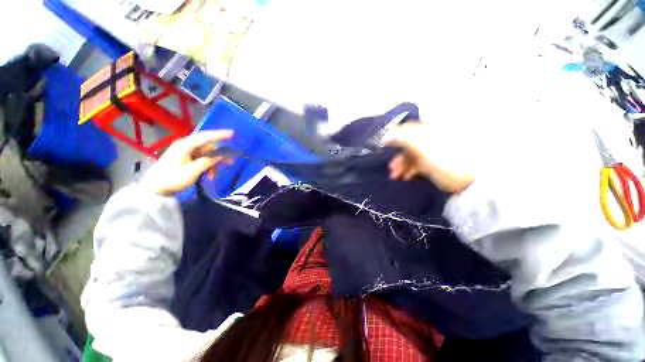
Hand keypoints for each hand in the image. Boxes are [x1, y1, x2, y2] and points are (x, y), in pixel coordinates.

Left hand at [140, 130, 233, 195]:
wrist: (155, 189)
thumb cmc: (173, 178)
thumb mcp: (193, 171)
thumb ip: (209, 161)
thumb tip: (223, 154)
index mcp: (185, 145)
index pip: (205, 137)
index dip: (219, 135)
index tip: (232, 134)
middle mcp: (186, 145)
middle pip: (208, 147)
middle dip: (218, 156)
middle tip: (230, 163)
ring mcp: (186, 152)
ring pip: (207, 154)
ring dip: (212, 164)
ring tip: (212, 176)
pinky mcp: (186, 158)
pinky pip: (202, 159)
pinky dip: (207, 166)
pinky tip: (208, 175)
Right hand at [383, 122, 473, 193]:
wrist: (470, 180)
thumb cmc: (445, 158)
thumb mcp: (421, 144)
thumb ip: (402, 137)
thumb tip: (385, 135)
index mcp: (430, 129)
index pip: (407, 129)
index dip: (394, 136)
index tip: (384, 146)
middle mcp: (431, 139)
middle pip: (409, 144)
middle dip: (398, 155)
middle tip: (390, 166)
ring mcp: (433, 152)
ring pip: (412, 156)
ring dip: (401, 165)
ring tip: (394, 176)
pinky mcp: (435, 164)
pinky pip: (418, 165)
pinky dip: (409, 170)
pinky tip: (404, 177)